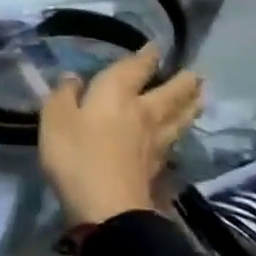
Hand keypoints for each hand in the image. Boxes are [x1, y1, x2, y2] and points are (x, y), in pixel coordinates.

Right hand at [39, 46, 203, 225]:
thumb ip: (64, 94)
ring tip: (199, 96)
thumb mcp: (55, 118)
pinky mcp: (159, 167)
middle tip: (195, 73)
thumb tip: (74, 77)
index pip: (137, 67)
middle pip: (171, 92)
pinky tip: (180, 133)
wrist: (108, 209)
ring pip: (180, 116)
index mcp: (117, 93)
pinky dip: (181, 130)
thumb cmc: (76, 155)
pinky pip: (175, 139)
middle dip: (183, 80)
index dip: (147, 55)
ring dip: (191, 104)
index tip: (157, 46)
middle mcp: (143, 112)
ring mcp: (156, 141)